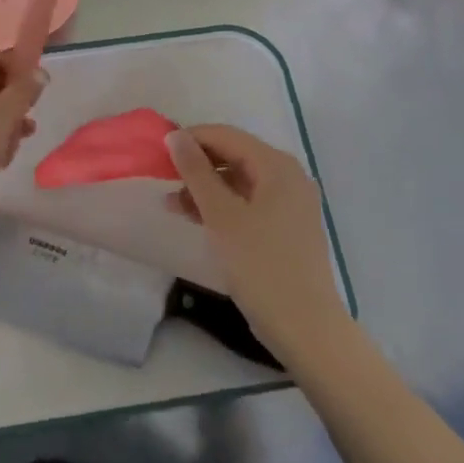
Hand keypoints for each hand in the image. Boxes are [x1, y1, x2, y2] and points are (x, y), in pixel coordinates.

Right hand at [167, 125, 346, 358]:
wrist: (305, 327)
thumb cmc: (261, 264)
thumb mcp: (221, 215)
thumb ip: (196, 171)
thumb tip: (175, 136)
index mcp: (277, 166)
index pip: (226, 135)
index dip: (190, 139)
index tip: (158, 154)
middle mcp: (288, 176)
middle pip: (234, 155)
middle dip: (197, 165)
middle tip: (164, 180)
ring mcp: (290, 203)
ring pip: (239, 180)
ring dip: (206, 188)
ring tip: (173, 205)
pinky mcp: (287, 227)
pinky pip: (249, 202)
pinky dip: (223, 206)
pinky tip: (198, 219)